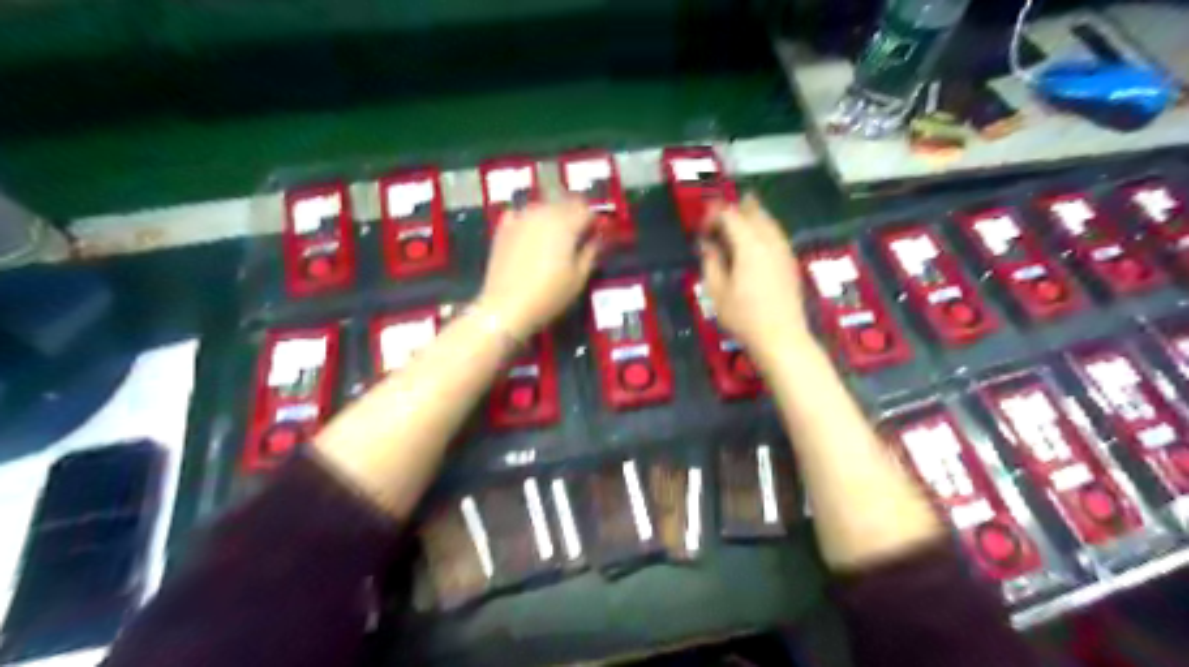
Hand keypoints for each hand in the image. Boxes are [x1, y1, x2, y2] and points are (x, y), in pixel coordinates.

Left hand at [476, 197, 600, 338]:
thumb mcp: (579, 278)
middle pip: (565, 203)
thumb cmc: (549, 295)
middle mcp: (543, 212)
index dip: (595, 221)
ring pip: (544, 206)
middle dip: (575, 216)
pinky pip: (521, 214)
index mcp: (566, 223)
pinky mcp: (503, 228)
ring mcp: (521, 218)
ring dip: (553, 216)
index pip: (587, 210)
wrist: (505, 307)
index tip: (597, 236)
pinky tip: (530, 234)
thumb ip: (591, 252)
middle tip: (578, 237)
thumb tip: (598, 238)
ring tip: (555, 238)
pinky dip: (529, 220)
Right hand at [699, 195, 811, 360]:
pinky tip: (751, 245)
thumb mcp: (717, 291)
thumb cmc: (744, 318)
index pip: (729, 214)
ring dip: (748, 218)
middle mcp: (769, 240)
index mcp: (749, 245)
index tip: (701, 230)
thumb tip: (707, 244)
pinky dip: (761, 229)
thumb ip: (711, 261)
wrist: (782, 337)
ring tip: (732, 230)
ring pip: (767, 220)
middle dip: (732, 211)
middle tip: (716, 225)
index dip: (712, 215)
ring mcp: (784, 249)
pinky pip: (774, 233)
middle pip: (752, 210)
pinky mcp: (790, 260)